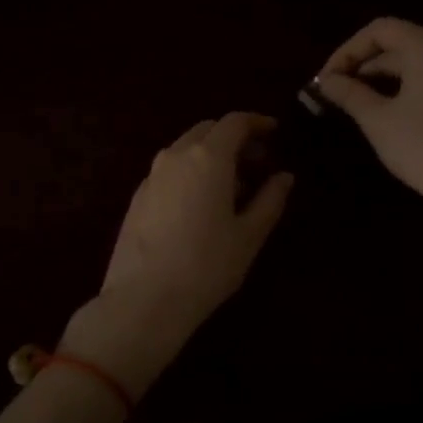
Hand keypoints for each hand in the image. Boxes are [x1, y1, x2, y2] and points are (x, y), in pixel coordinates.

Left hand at [61, 112, 293, 395]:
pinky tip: (201, 204)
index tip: (275, 132)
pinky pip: (170, 170)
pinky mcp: (138, 196)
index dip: (257, 122)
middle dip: (234, 138)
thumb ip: (270, 200)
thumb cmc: (206, 266)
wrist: (143, 300)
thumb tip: (284, 176)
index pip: (235, 122)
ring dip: (211, 155)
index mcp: (208, 158)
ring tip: (233, 187)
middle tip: (258, 163)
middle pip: (208, 130)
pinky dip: (191, 172)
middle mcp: (176, 156)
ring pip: (186, 149)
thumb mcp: (249, 235)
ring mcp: (152, 175)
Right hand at [316, 18, 422, 211]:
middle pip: (399, 42)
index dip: (348, 50)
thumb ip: (349, 93)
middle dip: (364, 63)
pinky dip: (407, 83)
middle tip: (335, 89)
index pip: (380, 30)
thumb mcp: (378, 120)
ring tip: (356, 98)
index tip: (326, 77)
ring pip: (416, 59)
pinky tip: (388, 105)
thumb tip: (325, 81)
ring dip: (384, 74)